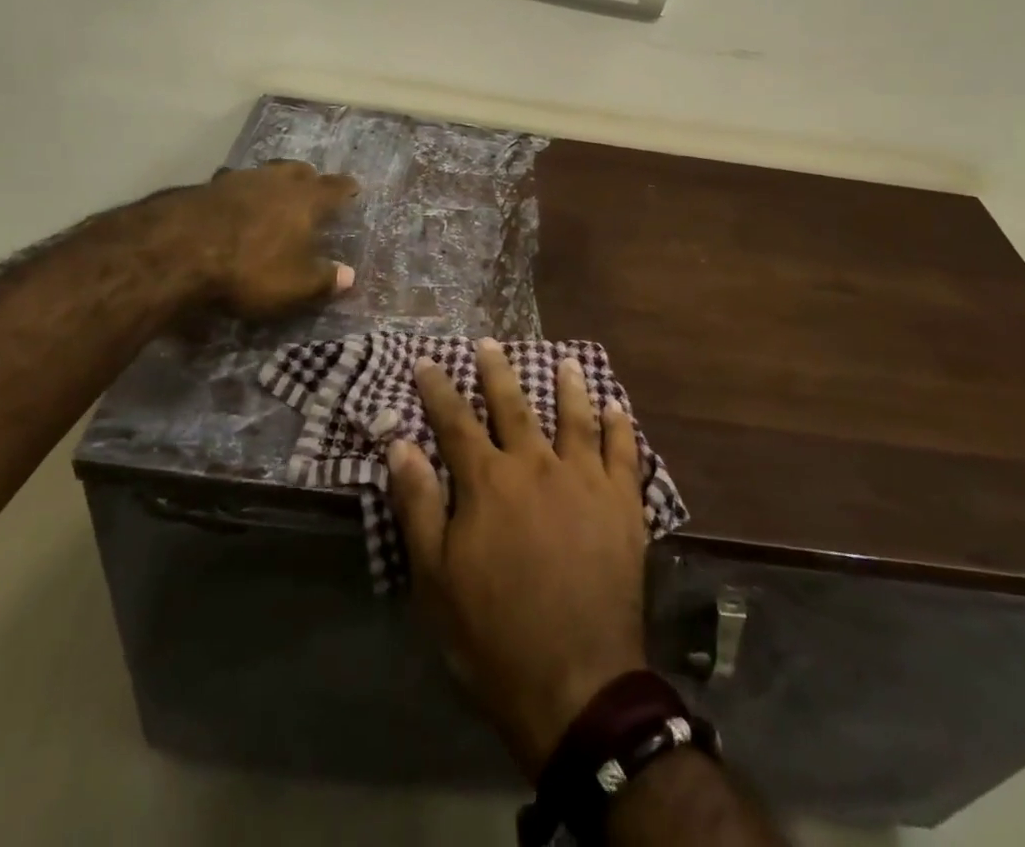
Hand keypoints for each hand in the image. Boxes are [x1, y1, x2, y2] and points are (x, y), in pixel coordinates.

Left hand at [147, 160, 358, 318]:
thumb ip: (325, 280)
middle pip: (298, 171)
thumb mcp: (295, 285)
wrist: (179, 250)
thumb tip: (350, 276)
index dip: (346, 188)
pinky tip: (231, 208)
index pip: (334, 188)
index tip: (354, 188)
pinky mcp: (204, 188)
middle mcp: (276, 181)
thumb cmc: (250, 268)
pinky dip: (237, 195)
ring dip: (270, 183)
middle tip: (311, 189)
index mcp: (306, 200)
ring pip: (263, 174)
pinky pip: (231, 186)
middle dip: (308, 179)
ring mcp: (238, 180)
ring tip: (271, 197)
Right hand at [388, 339, 648, 779]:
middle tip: (490, 343)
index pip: (456, 421)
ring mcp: (585, 481)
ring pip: (575, 417)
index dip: (439, 389)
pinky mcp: (622, 504)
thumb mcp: (435, 578)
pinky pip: (623, 451)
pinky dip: (620, 425)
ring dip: (569, 386)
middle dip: (498, 372)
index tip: (428, 362)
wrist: (575, 683)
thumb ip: (418, 505)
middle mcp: (536, 466)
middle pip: (514, 406)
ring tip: (566, 360)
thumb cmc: (493, 634)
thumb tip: (401, 443)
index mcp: (488, 482)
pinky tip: (617, 406)